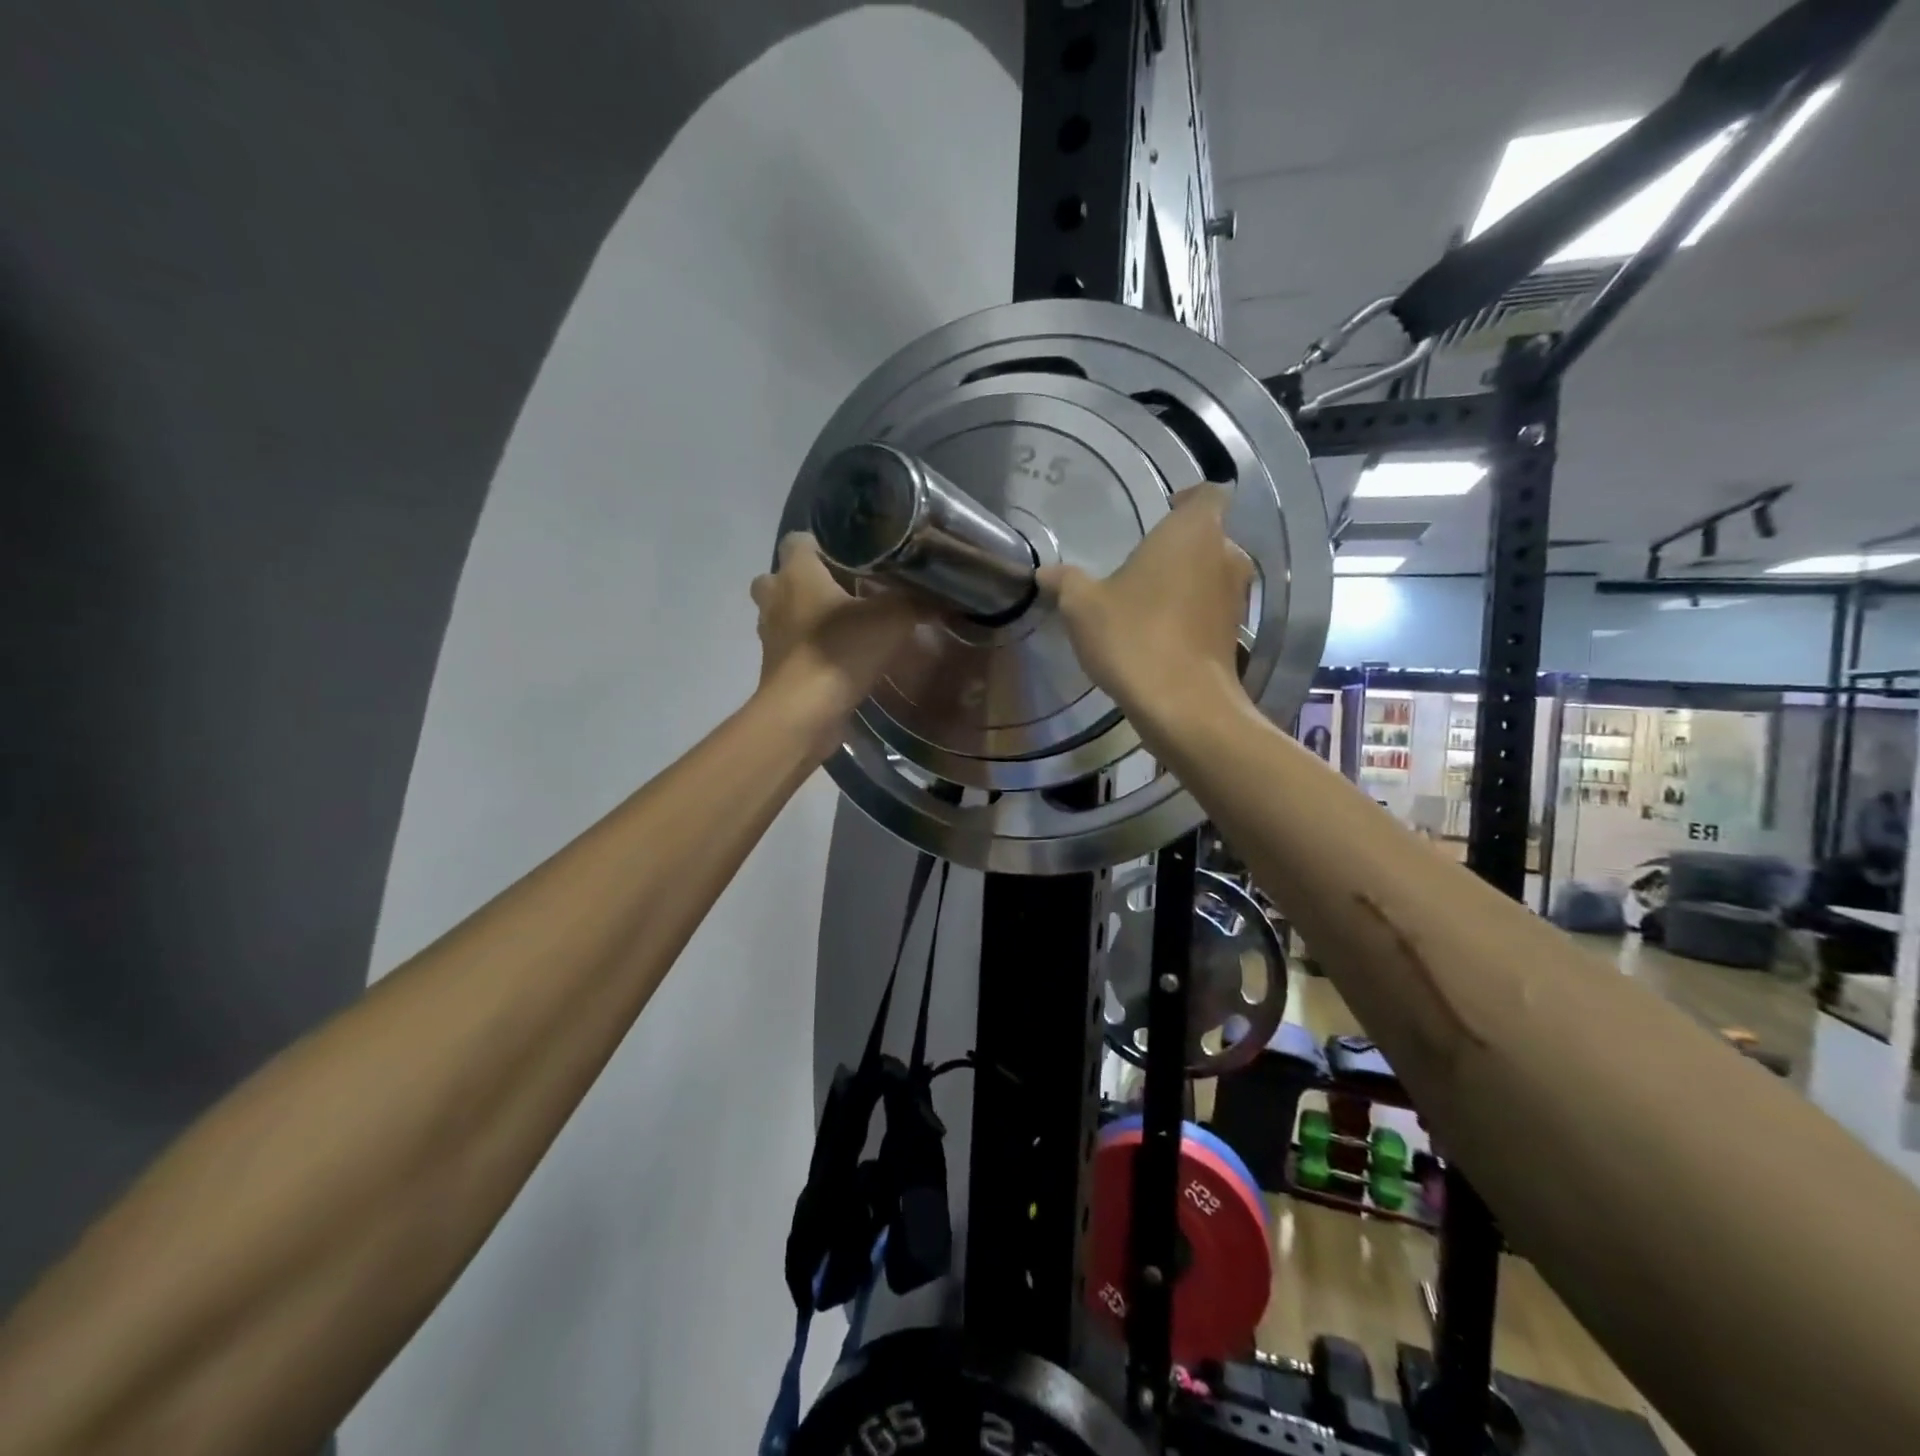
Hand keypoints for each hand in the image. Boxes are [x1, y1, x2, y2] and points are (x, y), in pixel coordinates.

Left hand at [752, 533, 929, 741]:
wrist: (804, 713)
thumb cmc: (842, 650)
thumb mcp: (893, 619)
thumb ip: (917, 601)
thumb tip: (943, 594)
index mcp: (797, 573)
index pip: (798, 539)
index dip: (822, 543)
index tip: (852, 556)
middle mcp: (775, 598)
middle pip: (781, 577)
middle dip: (807, 581)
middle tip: (844, 591)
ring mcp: (770, 635)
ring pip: (782, 614)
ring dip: (805, 617)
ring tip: (844, 625)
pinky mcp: (774, 668)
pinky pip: (790, 648)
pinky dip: (808, 650)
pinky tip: (839, 658)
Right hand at [1037, 484, 1250, 724]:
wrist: (1183, 705)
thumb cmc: (1134, 637)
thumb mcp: (1083, 607)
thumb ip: (1066, 582)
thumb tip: (1045, 572)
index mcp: (1193, 532)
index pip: (1207, 493)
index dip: (1188, 498)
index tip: (1165, 510)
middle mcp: (1225, 556)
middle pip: (1210, 536)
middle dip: (1181, 546)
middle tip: (1145, 563)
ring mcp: (1236, 598)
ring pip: (1213, 574)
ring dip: (1188, 581)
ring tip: (1151, 600)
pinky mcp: (1235, 635)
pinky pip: (1213, 609)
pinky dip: (1194, 613)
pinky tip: (1163, 634)